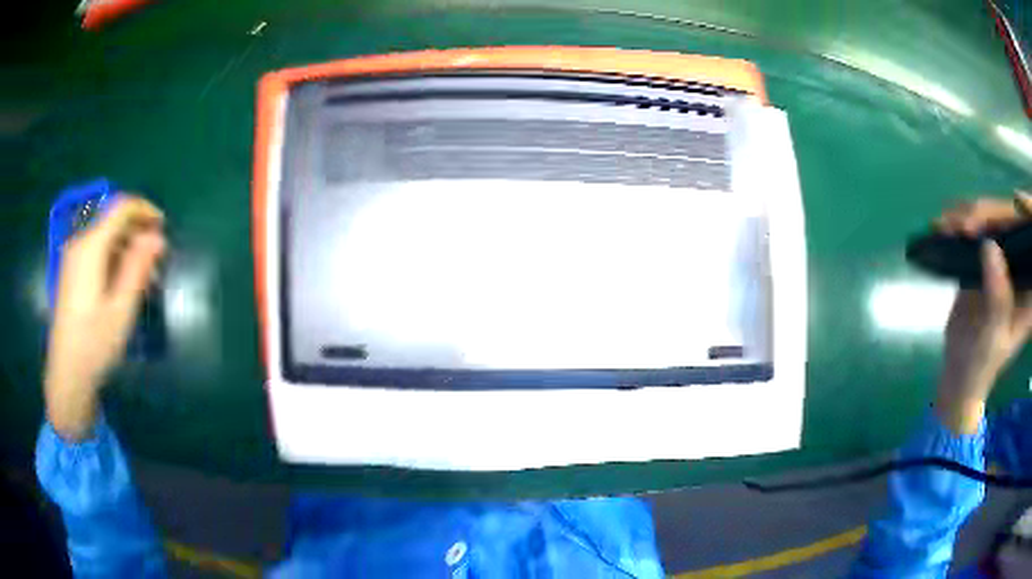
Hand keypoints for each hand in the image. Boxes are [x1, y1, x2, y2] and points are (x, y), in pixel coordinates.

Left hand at [44, 196, 164, 440]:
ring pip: (105, 238)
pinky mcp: (71, 274)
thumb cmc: (94, 344)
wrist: (66, 375)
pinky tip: (124, 285)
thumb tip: (156, 237)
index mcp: (90, 246)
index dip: (144, 210)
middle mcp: (79, 244)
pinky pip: (96, 253)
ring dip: (127, 250)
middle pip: (112, 221)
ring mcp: (73, 259)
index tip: (164, 227)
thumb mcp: (121, 309)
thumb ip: (137, 268)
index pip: (120, 207)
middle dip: (137, 234)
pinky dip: (114, 260)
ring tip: (145, 280)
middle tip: (157, 262)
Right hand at [935, 193, 1031, 433]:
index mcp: (1030, 288)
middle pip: (1013, 221)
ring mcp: (1005, 257)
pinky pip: (979, 225)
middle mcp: (1021, 266)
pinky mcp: (988, 253)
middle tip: (966, 224)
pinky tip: (946, 225)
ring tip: (948, 225)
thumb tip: (990, 246)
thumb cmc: (982, 363)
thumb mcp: (992, 337)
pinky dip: (962, 220)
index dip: (1028, 212)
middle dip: (992, 213)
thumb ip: (997, 298)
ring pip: (994, 217)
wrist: (961, 370)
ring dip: (972, 215)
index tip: (1017, 200)